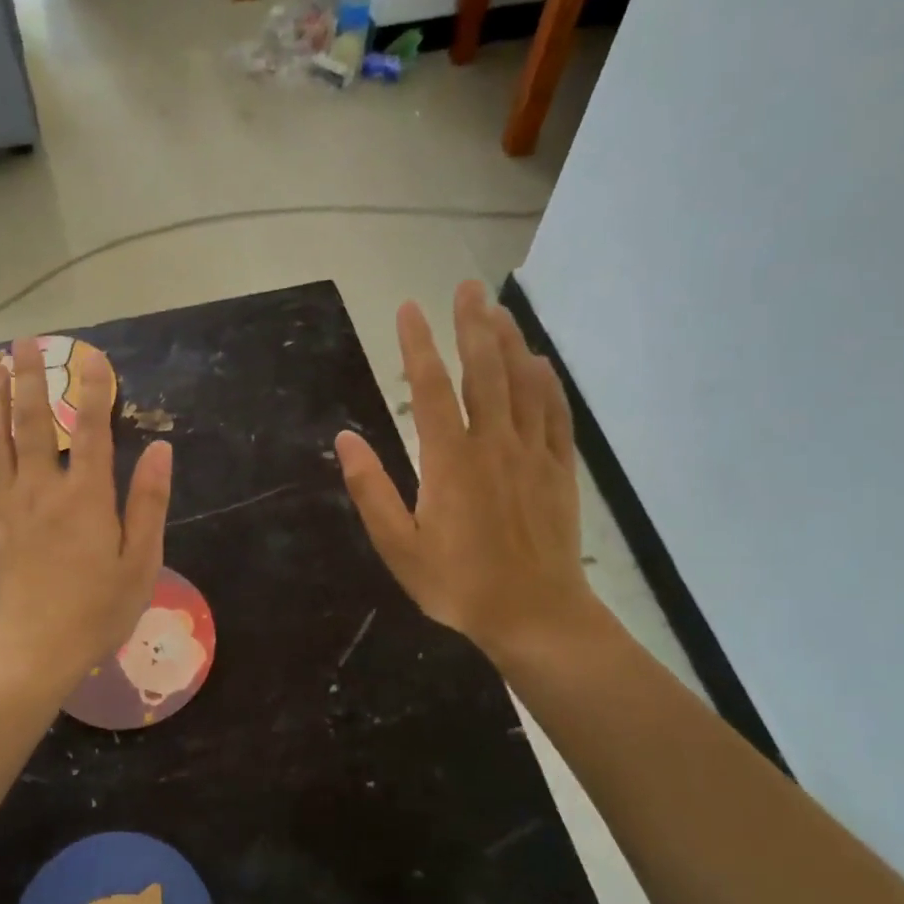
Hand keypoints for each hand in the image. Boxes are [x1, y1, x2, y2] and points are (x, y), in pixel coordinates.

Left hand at [0, 337, 172, 696]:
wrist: (31, 651)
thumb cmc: (96, 611)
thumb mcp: (140, 562)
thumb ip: (149, 502)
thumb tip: (161, 449)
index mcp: (87, 496)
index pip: (93, 428)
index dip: (95, 388)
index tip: (93, 355)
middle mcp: (43, 488)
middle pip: (33, 421)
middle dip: (30, 377)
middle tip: (23, 342)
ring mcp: (5, 505)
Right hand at [335, 281, 604, 664]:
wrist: (535, 615)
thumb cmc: (458, 585)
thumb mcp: (399, 547)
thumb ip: (371, 490)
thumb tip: (345, 438)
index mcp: (450, 461)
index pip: (431, 388)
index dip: (418, 345)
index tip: (408, 309)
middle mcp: (493, 444)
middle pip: (484, 371)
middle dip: (472, 324)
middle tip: (465, 287)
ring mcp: (532, 454)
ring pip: (523, 384)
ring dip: (509, 342)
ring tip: (497, 309)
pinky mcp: (558, 470)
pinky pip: (555, 414)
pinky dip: (546, 382)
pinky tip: (539, 363)